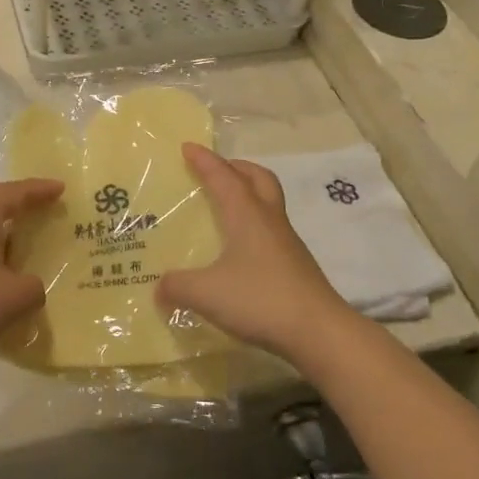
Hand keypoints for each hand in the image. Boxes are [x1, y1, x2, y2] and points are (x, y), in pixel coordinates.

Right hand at [157, 145, 361, 362]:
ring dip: (248, 194)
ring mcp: (286, 242)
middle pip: (258, 178)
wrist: (319, 331)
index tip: (187, 147)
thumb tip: (159, 287)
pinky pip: (271, 229)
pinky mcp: (295, 264)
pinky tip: (240, 248)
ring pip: (268, 202)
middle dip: (236, 167)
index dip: (204, 160)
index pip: (223, 176)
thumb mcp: (206, 293)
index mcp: (246, 214)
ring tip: (225, 206)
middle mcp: (268, 219)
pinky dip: (254, 224)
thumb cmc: (260, 299)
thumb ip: (178, 286)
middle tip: (216, 169)